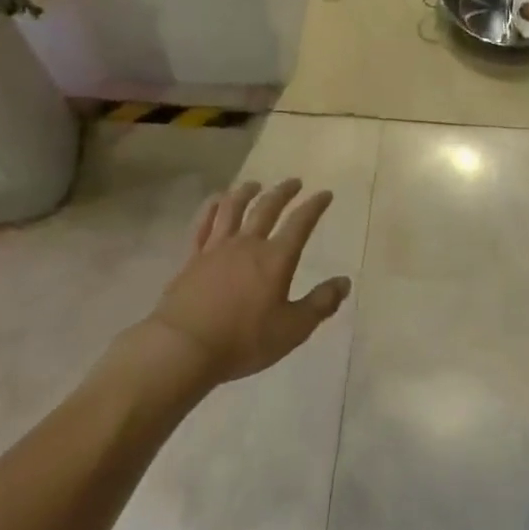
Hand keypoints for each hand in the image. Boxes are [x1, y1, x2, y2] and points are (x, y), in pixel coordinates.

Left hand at [144, 179, 349, 383]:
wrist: (183, 347)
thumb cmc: (243, 340)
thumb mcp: (292, 329)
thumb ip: (320, 304)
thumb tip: (345, 282)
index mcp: (276, 258)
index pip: (300, 223)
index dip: (314, 206)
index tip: (325, 193)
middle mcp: (248, 244)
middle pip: (267, 208)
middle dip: (283, 192)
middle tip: (294, 182)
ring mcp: (216, 248)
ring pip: (233, 209)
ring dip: (246, 192)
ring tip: (254, 184)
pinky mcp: (192, 258)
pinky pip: (202, 225)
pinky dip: (211, 208)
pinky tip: (215, 202)